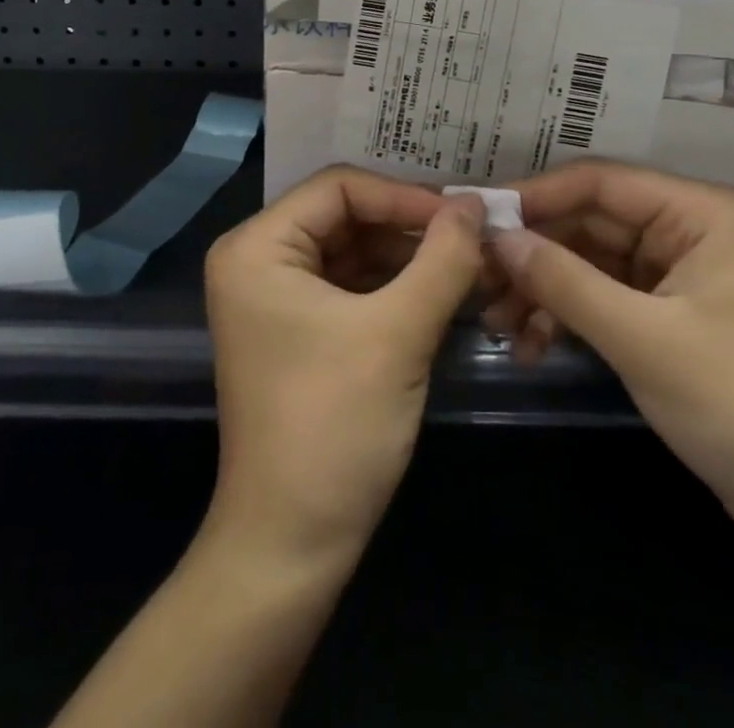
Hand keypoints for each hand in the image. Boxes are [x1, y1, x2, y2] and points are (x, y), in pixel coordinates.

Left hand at [204, 167, 484, 564]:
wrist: (291, 545)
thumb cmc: (334, 427)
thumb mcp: (398, 333)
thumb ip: (442, 258)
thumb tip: (475, 203)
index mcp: (257, 247)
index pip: (339, 187)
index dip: (404, 196)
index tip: (464, 216)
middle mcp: (258, 259)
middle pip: (346, 215)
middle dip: (410, 226)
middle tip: (474, 237)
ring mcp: (276, 295)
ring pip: (354, 249)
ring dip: (409, 255)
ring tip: (469, 262)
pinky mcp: (298, 328)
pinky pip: (352, 284)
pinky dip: (396, 284)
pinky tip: (442, 290)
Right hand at [487, 161, 733, 549]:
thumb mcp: (642, 339)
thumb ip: (565, 282)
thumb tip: (497, 238)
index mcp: (696, 212)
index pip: (599, 183)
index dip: (535, 196)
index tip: (477, 218)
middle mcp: (683, 229)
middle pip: (588, 222)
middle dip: (533, 252)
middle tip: (476, 279)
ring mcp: (673, 273)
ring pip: (588, 261)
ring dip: (543, 288)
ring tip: (496, 322)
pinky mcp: (664, 314)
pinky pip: (600, 296)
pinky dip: (566, 315)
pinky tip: (531, 344)